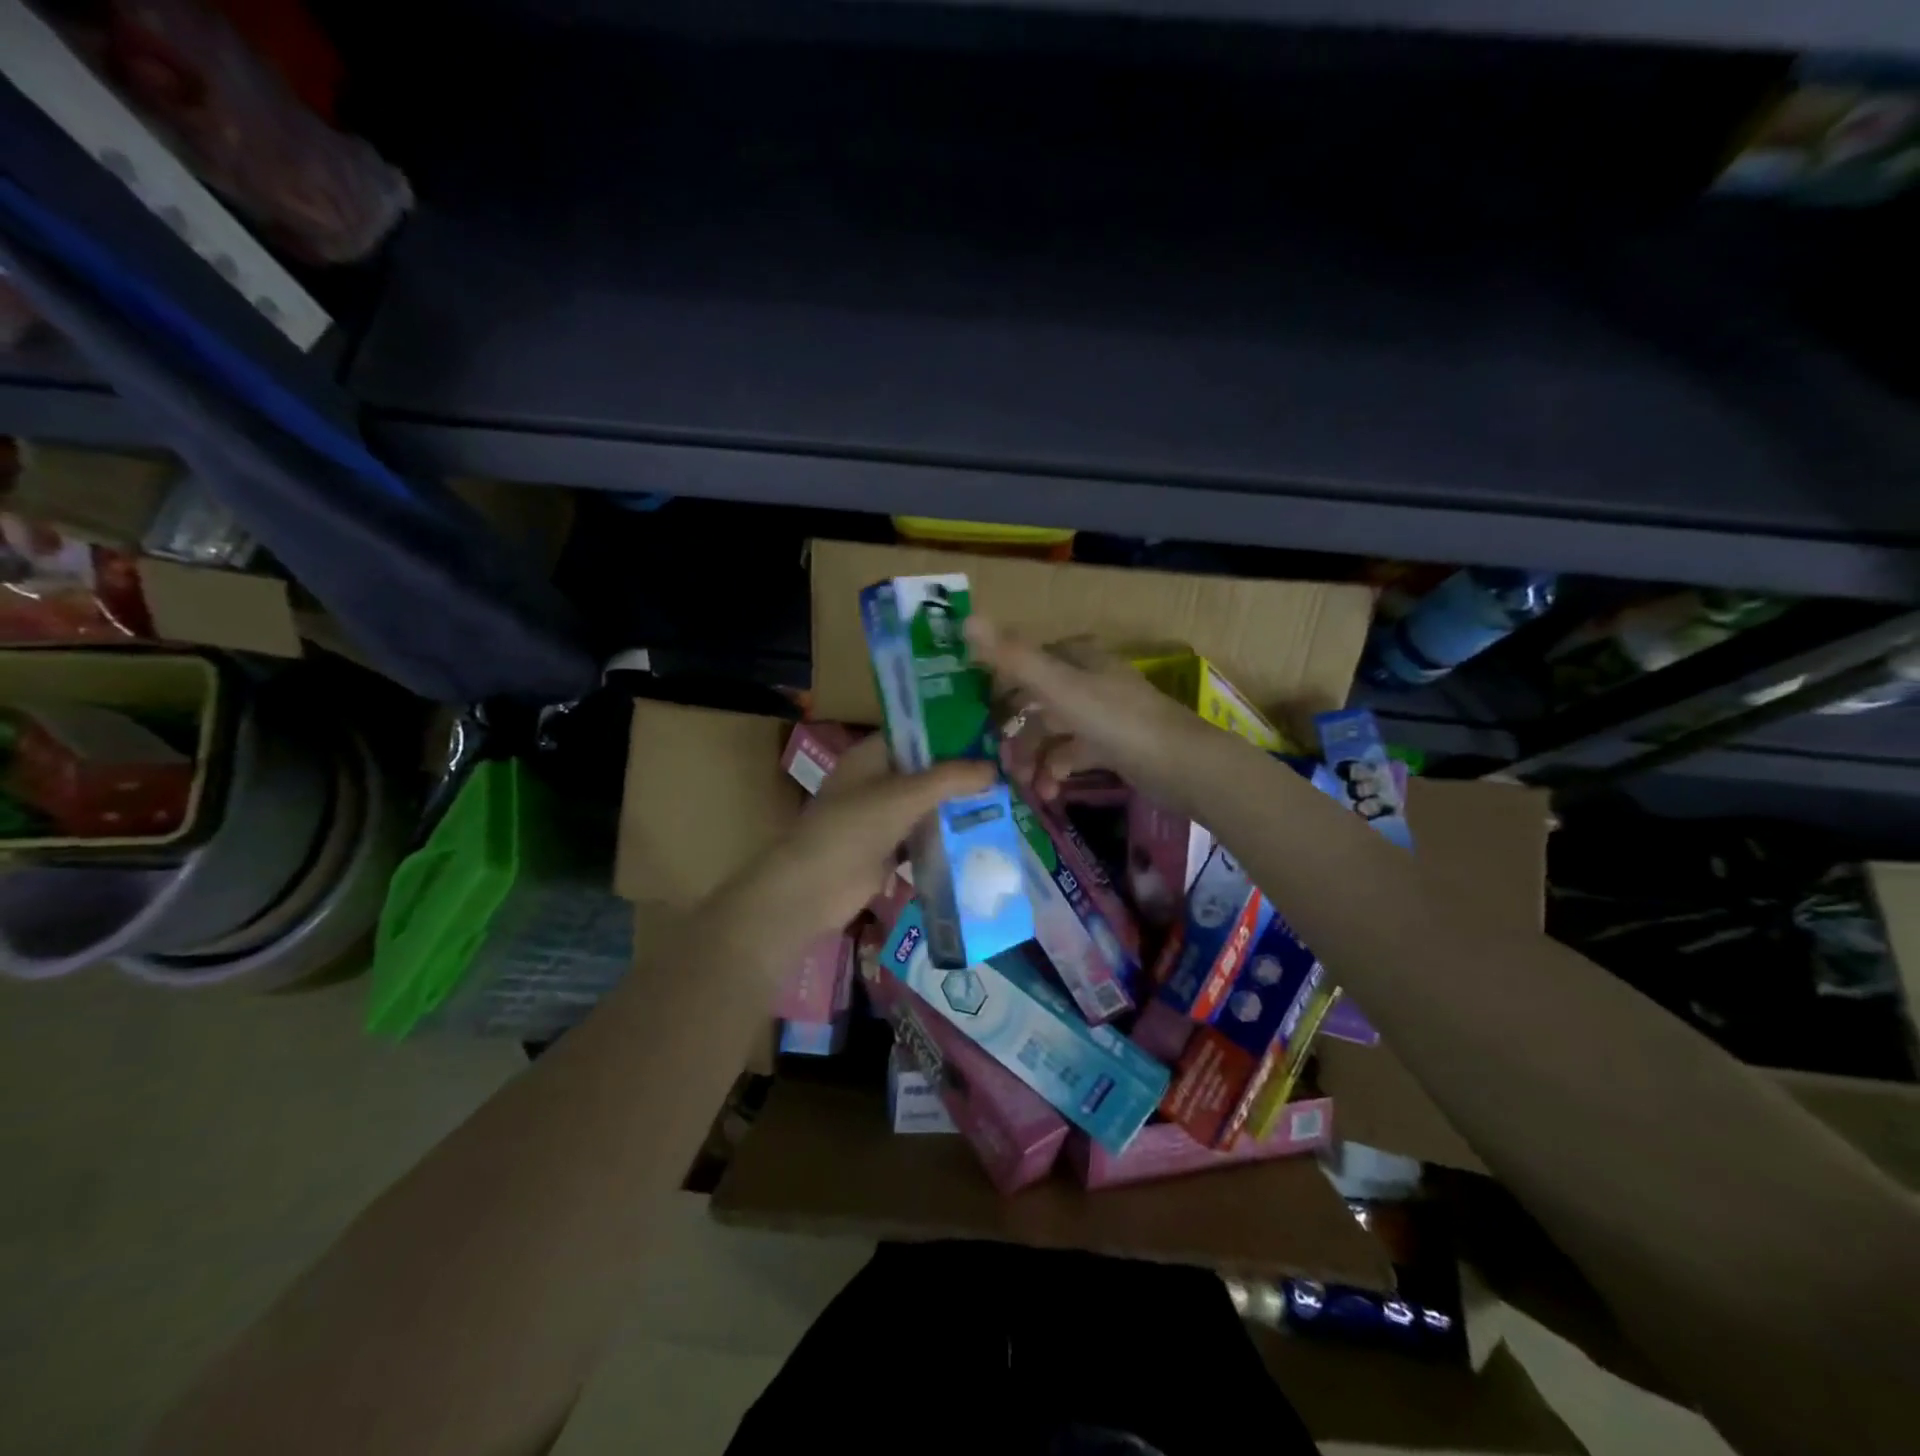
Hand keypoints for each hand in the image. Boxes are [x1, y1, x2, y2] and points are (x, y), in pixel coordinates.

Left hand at [715, 734, 993, 964]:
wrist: (812, 889)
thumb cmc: (854, 828)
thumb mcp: (905, 795)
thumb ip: (951, 779)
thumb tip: (995, 768)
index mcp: (871, 755)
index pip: (916, 733)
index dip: (950, 731)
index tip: (990, 735)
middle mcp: (876, 780)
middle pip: (925, 770)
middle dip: (961, 772)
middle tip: (1007, 770)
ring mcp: (881, 816)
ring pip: (926, 804)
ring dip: (957, 806)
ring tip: (1004, 800)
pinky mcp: (887, 849)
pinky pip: (923, 836)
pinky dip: (947, 836)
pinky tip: (981, 835)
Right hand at [966, 618, 1228, 813]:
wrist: (1182, 765)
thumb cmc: (1117, 721)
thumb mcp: (1059, 688)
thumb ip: (1013, 657)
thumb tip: (965, 620)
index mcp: (1077, 658)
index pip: (1026, 664)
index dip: (999, 690)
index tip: (976, 720)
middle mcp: (1088, 680)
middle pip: (1037, 703)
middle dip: (1016, 734)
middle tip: (1000, 764)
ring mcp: (1102, 714)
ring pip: (1053, 732)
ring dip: (1034, 759)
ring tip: (1025, 786)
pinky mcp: (1113, 746)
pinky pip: (1073, 755)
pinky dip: (1057, 771)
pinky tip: (1049, 792)